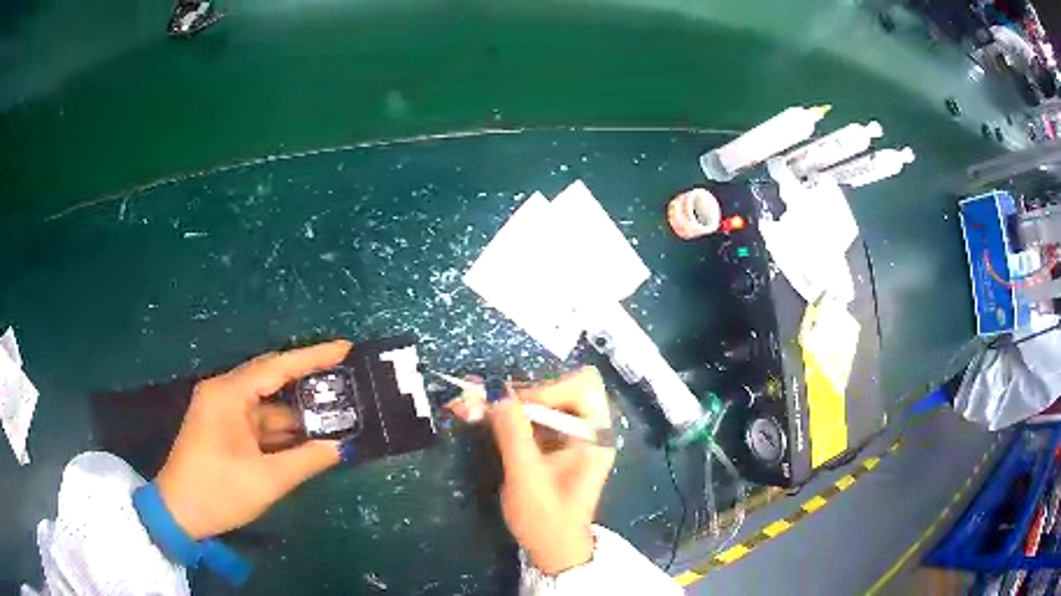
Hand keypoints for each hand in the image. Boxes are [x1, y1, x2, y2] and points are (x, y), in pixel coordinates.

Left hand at [155, 340, 351, 539]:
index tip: (345, 348)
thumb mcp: (267, 479)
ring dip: (296, 413)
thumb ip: (306, 460)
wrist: (180, 513)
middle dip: (307, 382)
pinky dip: (281, 430)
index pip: (277, 367)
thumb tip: (340, 448)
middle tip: (344, 378)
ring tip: (335, 412)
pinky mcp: (223, 429)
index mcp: (228, 394)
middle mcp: (224, 393)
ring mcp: (222, 412)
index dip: (313, 356)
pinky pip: (258, 422)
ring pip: (266, 405)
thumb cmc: (219, 491)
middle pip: (271, 380)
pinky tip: (308, 436)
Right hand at [485, 367, 615, 574]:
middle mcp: (588, 429)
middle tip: (487, 402)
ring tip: (474, 406)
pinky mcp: (554, 444)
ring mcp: (572, 436)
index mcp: (595, 435)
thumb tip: (495, 393)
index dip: (548, 389)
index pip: (582, 386)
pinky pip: (533, 417)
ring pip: (543, 400)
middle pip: (560, 388)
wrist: (554, 550)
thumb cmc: (546, 519)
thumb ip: (512, 433)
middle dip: (522, 393)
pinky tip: (484, 418)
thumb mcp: (526, 477)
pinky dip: (509, 415)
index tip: (515, 407)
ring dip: (509, 402)